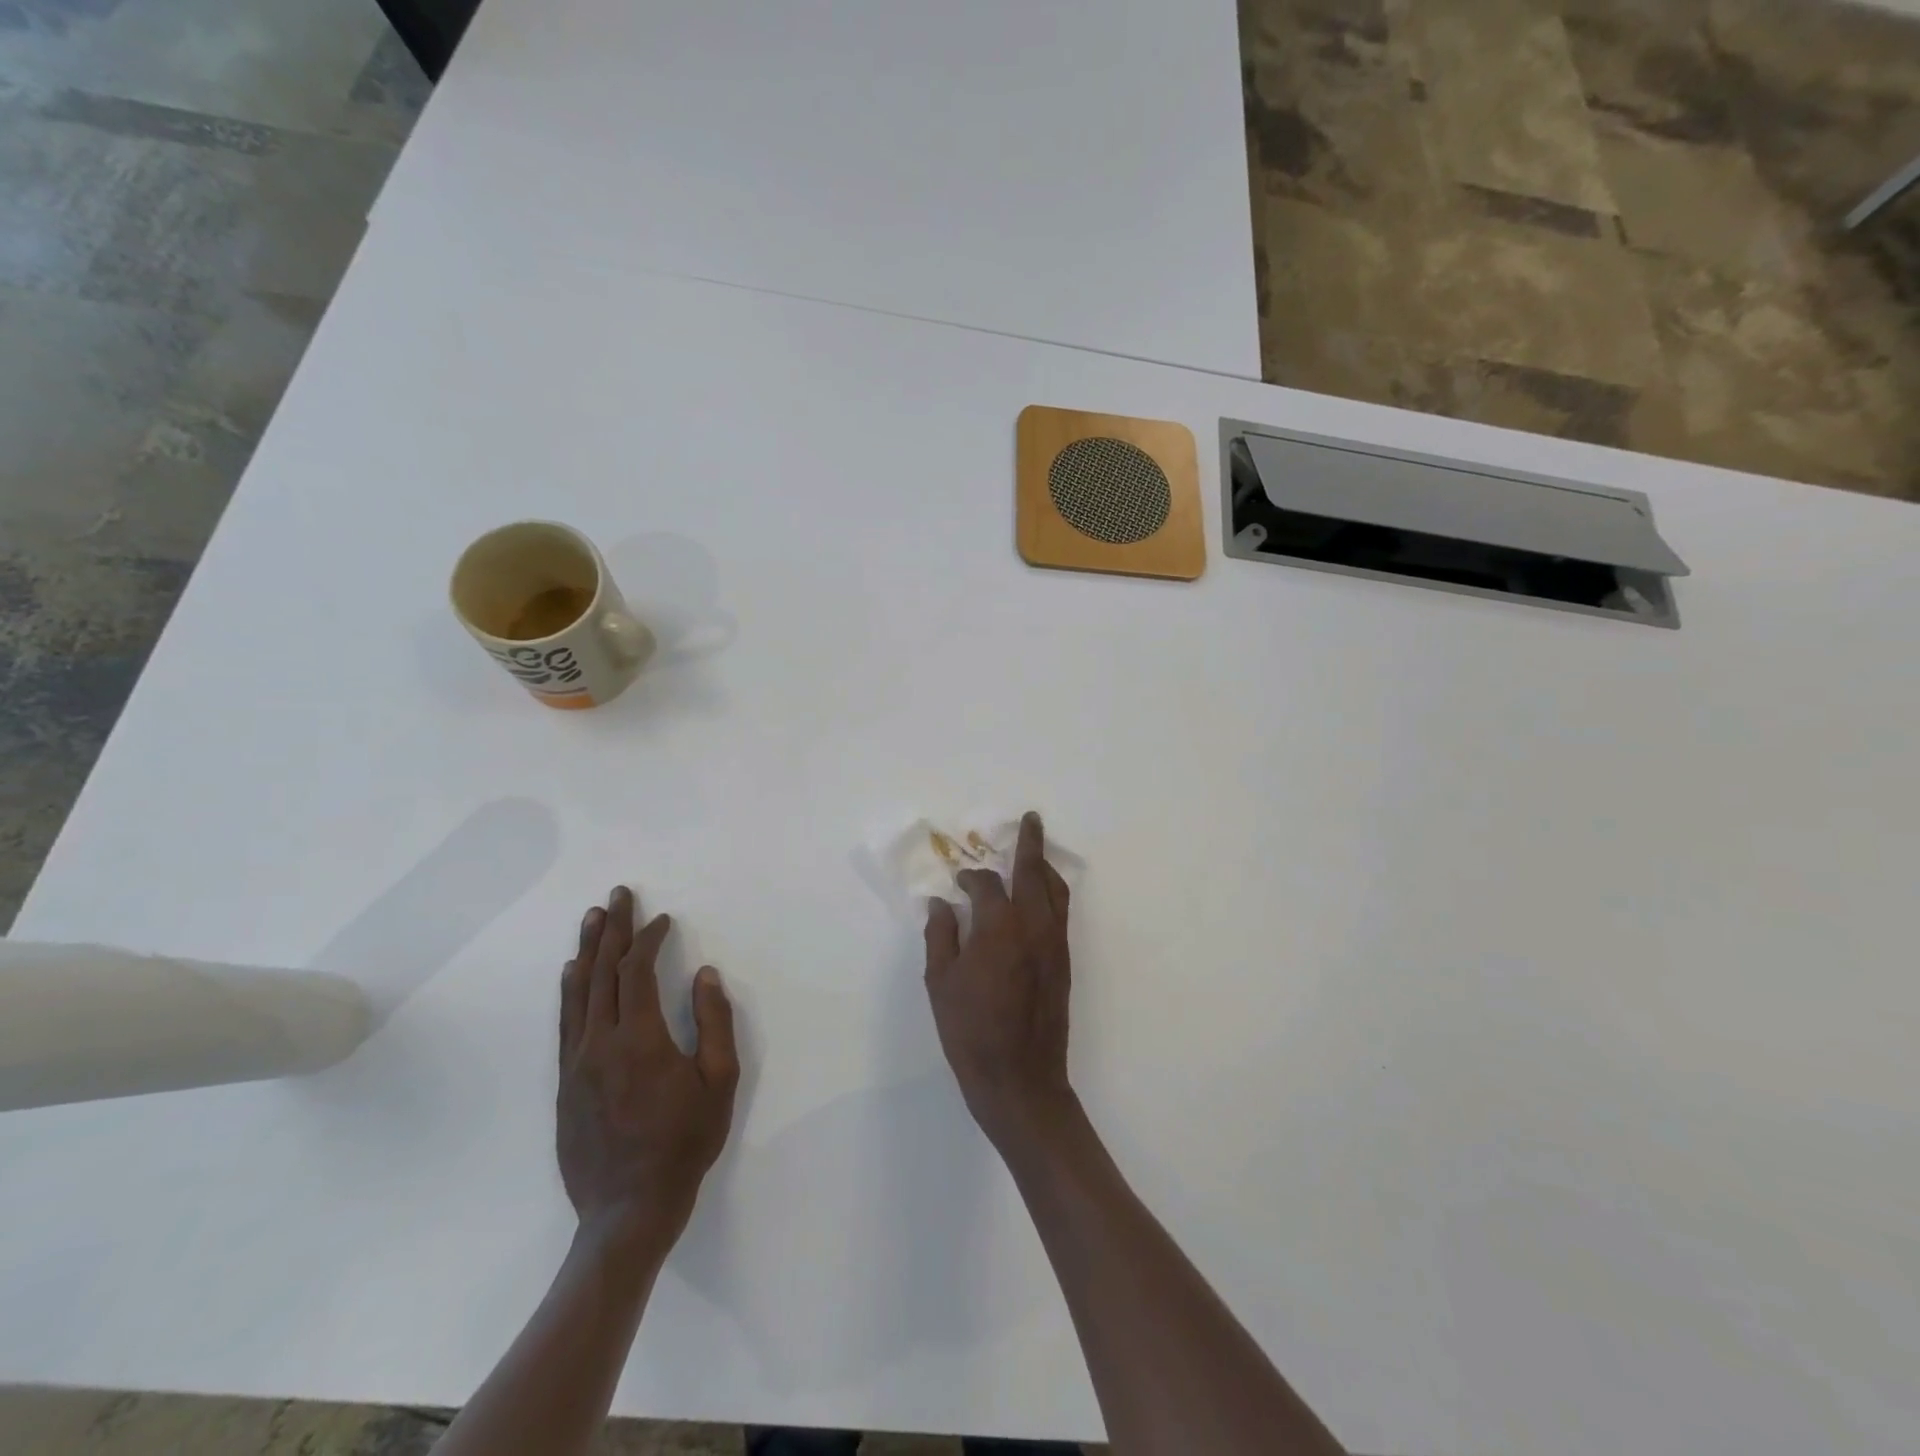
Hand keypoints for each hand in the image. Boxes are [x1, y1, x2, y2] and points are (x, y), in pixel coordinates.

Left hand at [557, 886, 739, 1251]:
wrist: (628, 1210)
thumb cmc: (684, 1143)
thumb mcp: (719, 1082)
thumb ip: (714, 1023)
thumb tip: (706, 975)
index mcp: (640, 1039)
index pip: (638, 972)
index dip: (649, 939)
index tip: (663, 920)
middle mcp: (601, 1042)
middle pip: (602, 973)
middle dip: (613, 930)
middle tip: (618, 895)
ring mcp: (577, 1063)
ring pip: (578, 993)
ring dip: (587, 951)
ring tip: (593, 919)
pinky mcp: (565, 1083)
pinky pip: (566, 1023)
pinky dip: (569, 991)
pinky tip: (571, 973)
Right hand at [924, 811, 1073, 1145]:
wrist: (1020, 1080)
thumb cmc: (971, 1032)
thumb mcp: (940, 984)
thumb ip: (941, 936)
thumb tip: (941, 904)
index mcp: (999, 928)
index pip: (986, 885)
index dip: (970, 879)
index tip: (958, 884)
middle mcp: (1033, 926)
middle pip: (1034, 872)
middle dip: (1030, 843)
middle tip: (1031, 819)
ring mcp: (1054, 943)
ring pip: (1056, 890)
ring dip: (1045, 866)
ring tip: (1037, 850)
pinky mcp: (1064, 961)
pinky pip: (1061, 912)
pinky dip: (1053, 892)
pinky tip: (1041, 895)